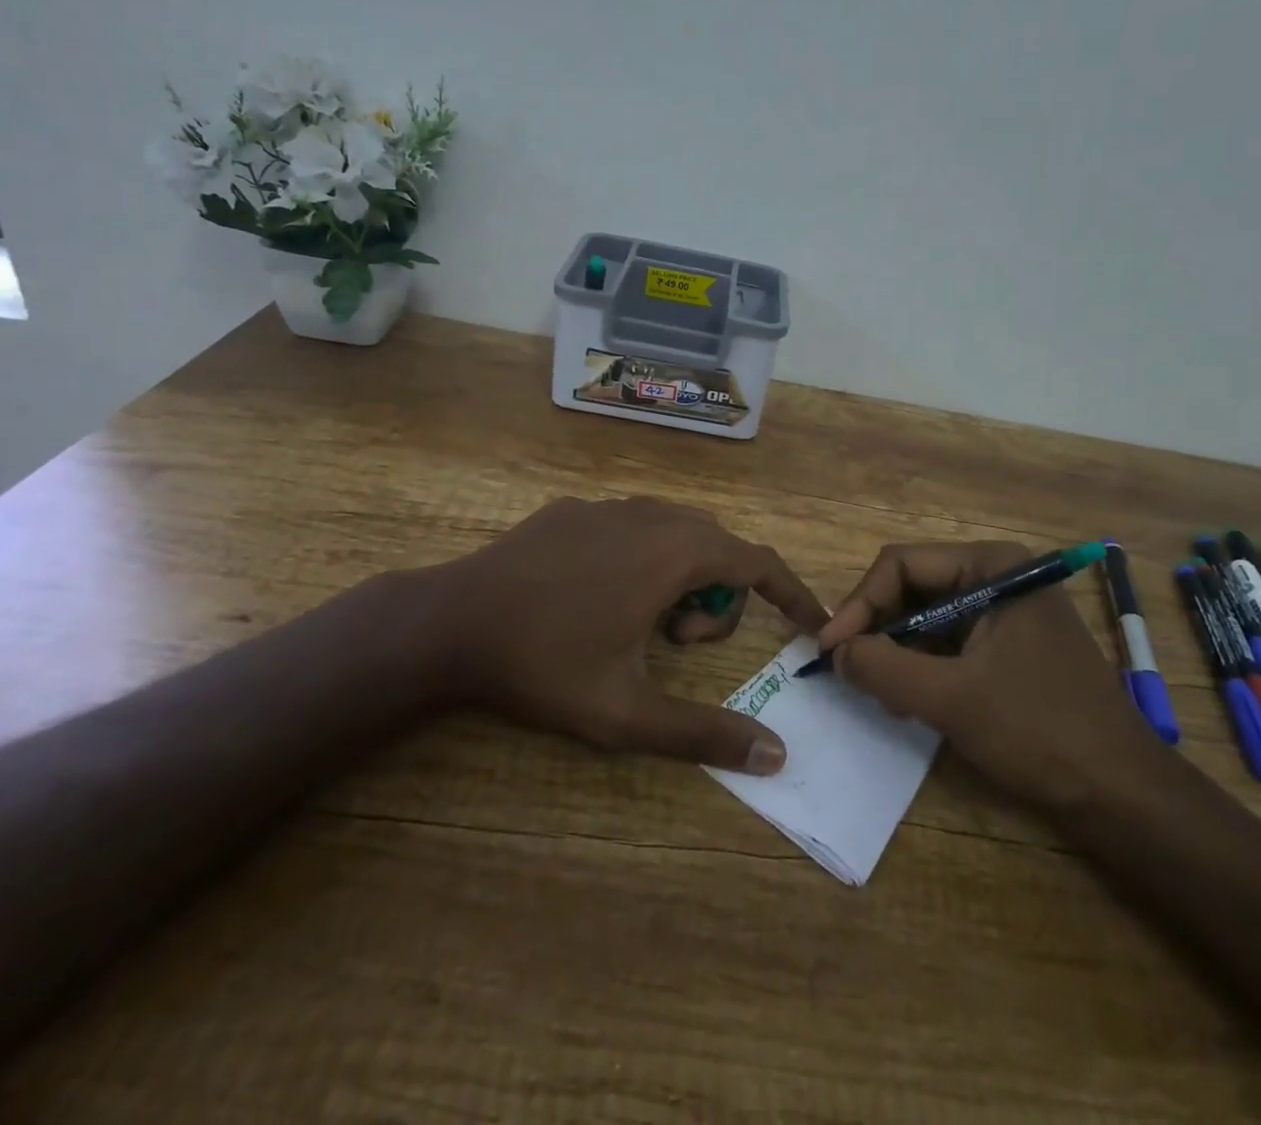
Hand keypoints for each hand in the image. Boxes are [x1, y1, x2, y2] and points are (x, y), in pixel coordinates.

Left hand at [430, 497, 829, 773]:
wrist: (450, 621)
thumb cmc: (545, 664)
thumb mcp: (626, 713)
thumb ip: (704, 733)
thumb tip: (776, 755)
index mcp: (675, 553)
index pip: (758, 561)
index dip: (792, 592)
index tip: (810, 624)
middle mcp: (650, 515)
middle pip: (718, 547)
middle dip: (719, 597)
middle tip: (675, 645)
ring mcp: (608, 505)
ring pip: (676, 531)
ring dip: (681, 576)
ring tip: (639, 623)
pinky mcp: (572, 508)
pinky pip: (633, 525)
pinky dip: (643, 557)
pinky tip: (596, 596)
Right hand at [818, 541, 1163, 805]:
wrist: (1124, 794)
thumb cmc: (1039, 731)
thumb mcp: (950, 698)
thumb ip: (883, 667)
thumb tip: (835, 651)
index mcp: (992, 565)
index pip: (901, 565)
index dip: (859, 605)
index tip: (829, 649)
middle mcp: (999, 575)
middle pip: (913, 588)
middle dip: (878, 630)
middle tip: (850, 672)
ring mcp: (1006, 610)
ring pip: (927, 617)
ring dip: (897, 652)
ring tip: (880, 694)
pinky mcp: (1010, 645)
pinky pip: (949, 642)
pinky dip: (922, 667)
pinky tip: (911, 702)